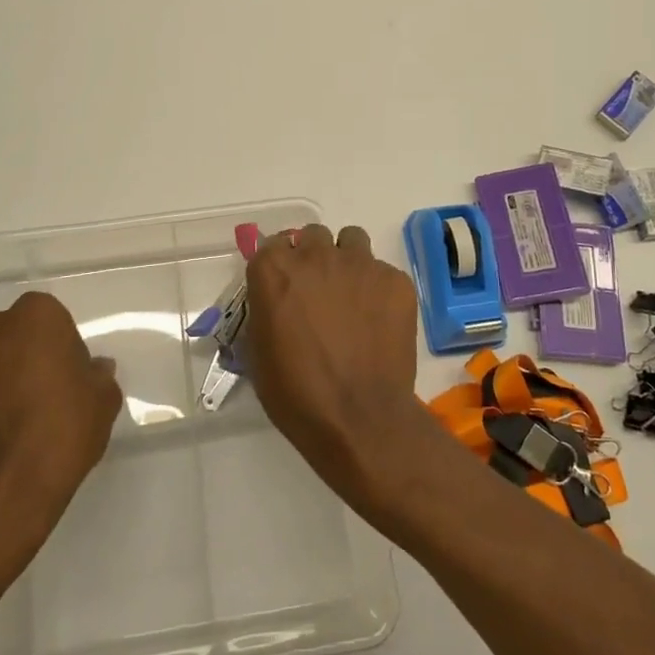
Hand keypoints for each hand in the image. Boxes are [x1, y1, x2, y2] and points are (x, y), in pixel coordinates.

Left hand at [0, 292, 122, 531]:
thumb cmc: (63, 432)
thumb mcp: (103, 401)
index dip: (55, 343)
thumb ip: (97, 375)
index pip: (45, 316)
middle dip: (13, 354)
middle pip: (2, 333)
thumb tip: (92, 369)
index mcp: (34, 317)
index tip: (63, 373)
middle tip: (32, 392)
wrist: (5, 493)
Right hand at [246, 224, 423, 499]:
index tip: (283, 286)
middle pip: (313, 236)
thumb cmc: (297, 394)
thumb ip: (264, 311)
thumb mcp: (258, 353)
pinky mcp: (395, 280)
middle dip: (313, 257)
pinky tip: (379, 322)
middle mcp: (315, 255)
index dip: (278, 265)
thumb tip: (276, 303)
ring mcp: (359, 264)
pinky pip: (383, 272)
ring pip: (352, 241)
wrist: (359, 419)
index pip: (272, 245)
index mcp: (274, 270)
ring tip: (352, 297)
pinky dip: (379, 290)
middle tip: (318, 292)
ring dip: (347, 262)